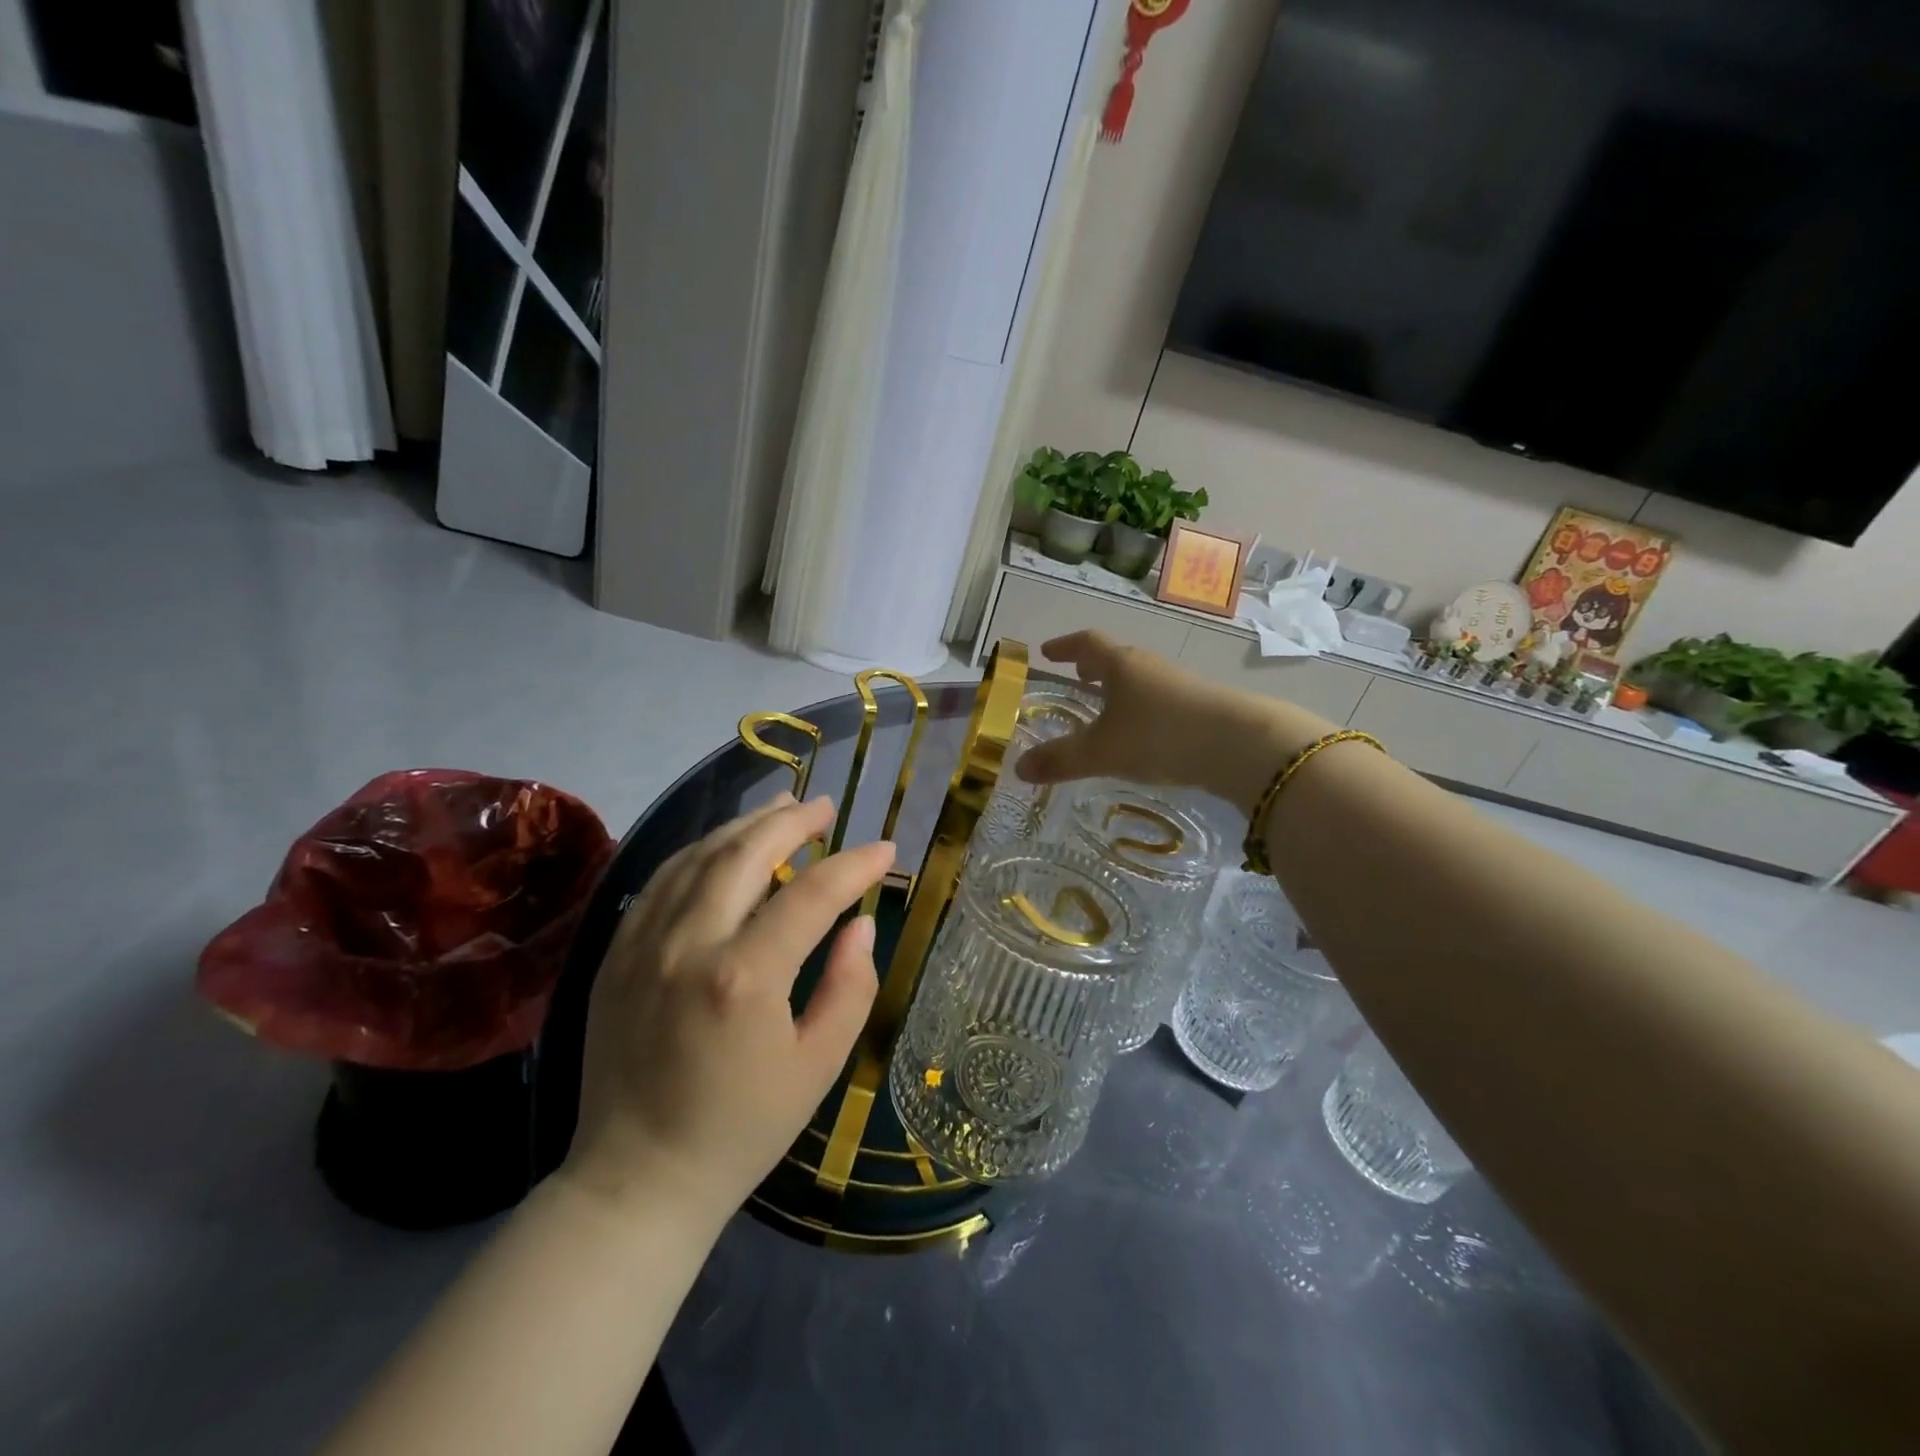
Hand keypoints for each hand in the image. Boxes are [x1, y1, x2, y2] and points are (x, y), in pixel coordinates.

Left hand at [561, 795, 894, 1227]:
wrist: (637, 1179)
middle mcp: (689, 944)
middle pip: (746, 853)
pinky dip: (701, 852)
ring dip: (745, 825)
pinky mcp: (617, 952)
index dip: (854, 865)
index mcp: (744, 978)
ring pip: (699, 856)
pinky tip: (725, 846)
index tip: (885, 851)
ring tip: (782, 806)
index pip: (812, 895)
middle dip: (793, 821)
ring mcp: (644, 944)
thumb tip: (861, 926)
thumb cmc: (741, 1129)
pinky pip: (662, 880)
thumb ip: (850, 988)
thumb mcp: (818, 1067)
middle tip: (826, 806)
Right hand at [1014, 631, 1335, 810]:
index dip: (1064, 646)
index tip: (1047, 651)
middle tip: (1078, 676)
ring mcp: (1179, 684)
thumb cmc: (1158, 735)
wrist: (1239, 744)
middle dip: (1094, 666)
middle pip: (1116, 658)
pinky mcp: (1202, 706)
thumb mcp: (1102, 752)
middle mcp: (1149, 667)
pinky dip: (1143, 708)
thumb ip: (1060, 760)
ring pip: (1141, 679)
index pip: (1086, 643)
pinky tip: (1144, 734)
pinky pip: (1161, 699)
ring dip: (1121, 687)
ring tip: (1108, 707)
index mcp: (1120, 665)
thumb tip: (1018, 768)